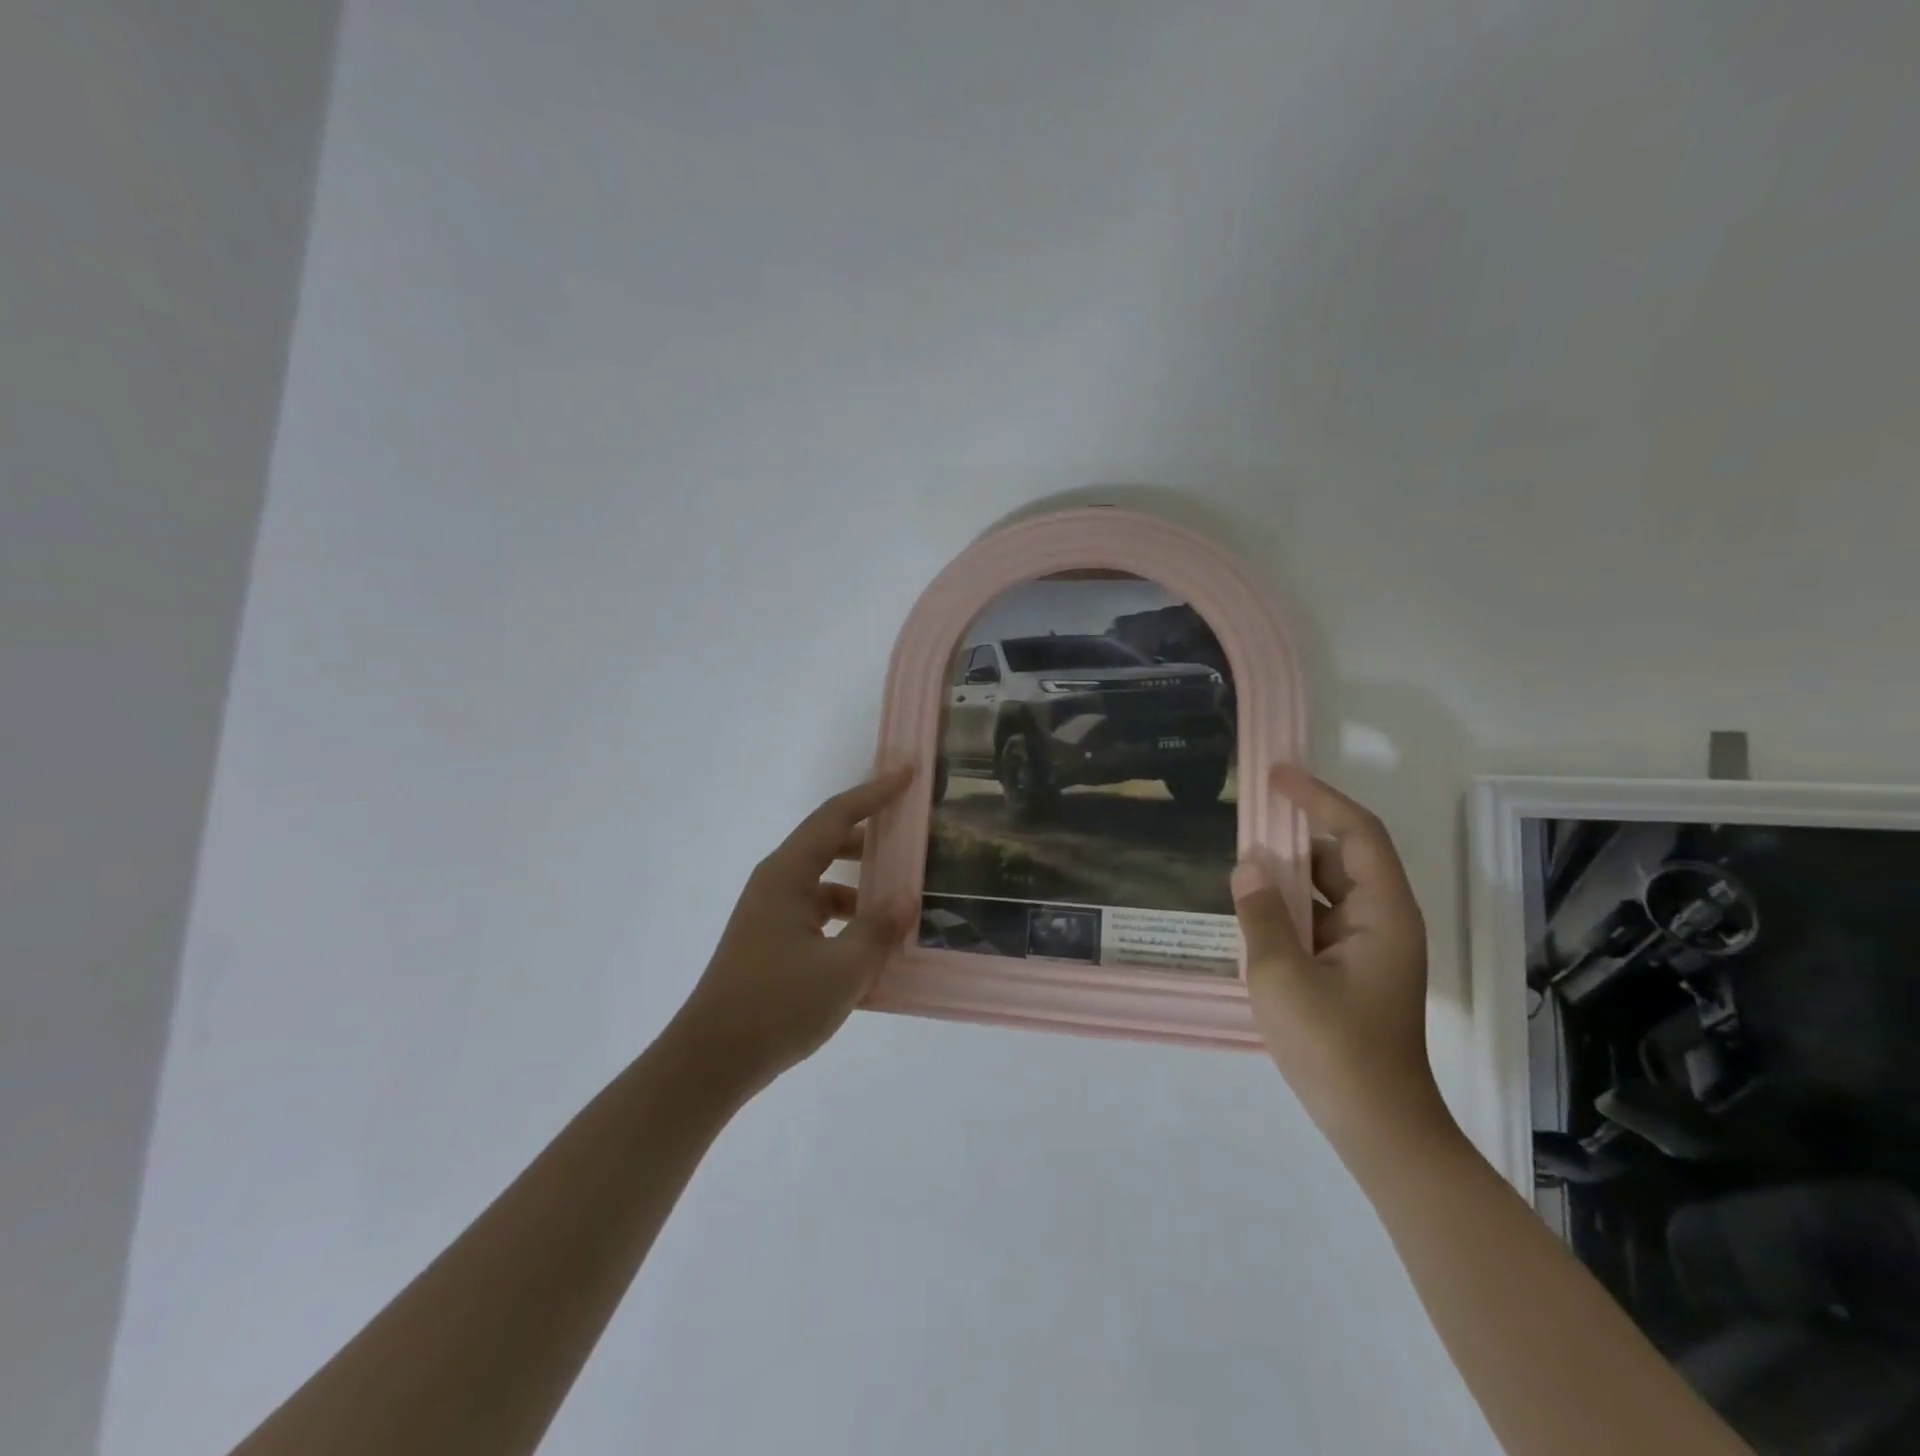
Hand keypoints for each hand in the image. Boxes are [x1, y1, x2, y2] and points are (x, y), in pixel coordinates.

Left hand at [672, 766, 915, 1092]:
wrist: (710, 1061)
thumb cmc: (776, 1005)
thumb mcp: (842, 969)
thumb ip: (879, 929)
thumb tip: (906, 899)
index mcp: (787, 875)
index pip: (837, 816)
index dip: (875, 792)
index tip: (908, 773)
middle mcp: (776, 884)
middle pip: (829, 842)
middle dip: (872, 835)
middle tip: (912, 834)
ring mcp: (771, 913)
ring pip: (825, 881)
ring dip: (862, 882)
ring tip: (903, 895)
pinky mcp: (771, 942)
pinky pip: (818, 913)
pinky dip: (847, 916)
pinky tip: (873, 942)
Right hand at [1231, 766, 1449, 1151]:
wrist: (1376, 1126)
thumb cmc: (1334, 1046)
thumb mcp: (1281, 974)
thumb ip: (1261, 913)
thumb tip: (1247, 866)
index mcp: (1383, 913)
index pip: (1357, 833)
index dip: (1319, 798)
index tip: (1276, 776)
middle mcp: (1384, 922)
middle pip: (1341, 860)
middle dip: (1294, 842)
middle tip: (1243, 829)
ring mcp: (1370, 950)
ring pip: (1327, 894)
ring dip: (1287, 880)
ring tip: (1239, 876)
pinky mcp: (1353, 973)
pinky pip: (1319, 923)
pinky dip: (1288, 912)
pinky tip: (1252, 920)